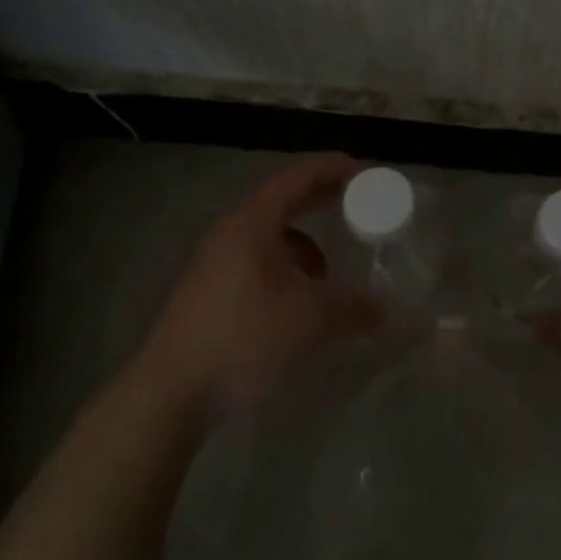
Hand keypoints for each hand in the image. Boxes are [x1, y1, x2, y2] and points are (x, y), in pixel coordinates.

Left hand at [134, 153, 381, 424]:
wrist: (171, 391)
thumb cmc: (243, 337)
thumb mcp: (310, 318)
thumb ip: (354, 307)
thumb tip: (389, 313)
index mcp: (252, 222)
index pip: (297, 176)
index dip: (333, 168)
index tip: (367, 171)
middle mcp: (230, 231)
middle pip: (283, 200)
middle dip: (322, 200)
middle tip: (360, 204)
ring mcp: (215, 261)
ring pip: (270, 236)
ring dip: (305, 243)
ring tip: (330, 270)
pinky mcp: (209, 290)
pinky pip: (258, 261)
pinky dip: (286, 268)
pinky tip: (299, 301)